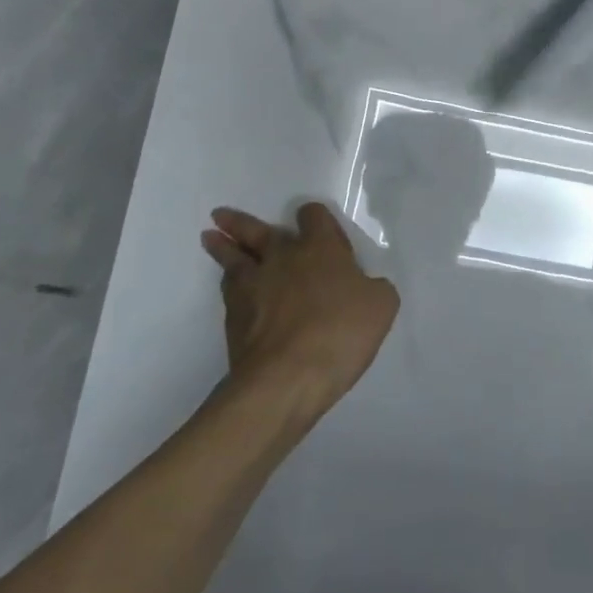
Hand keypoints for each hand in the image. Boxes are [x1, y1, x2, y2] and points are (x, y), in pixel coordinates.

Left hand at [200, 202, 399, 419]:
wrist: (287, 377)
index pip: (314, 216)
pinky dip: (229, 284)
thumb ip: (373, 288)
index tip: (312, 223)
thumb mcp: (381, 306)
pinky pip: (229, 290)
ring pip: (233, 258)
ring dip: (222, 247)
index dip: (314, 217)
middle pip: (257, 231)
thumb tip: (363, 287)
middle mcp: (282, 258)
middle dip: (241, 222)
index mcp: (320, 248)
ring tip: (210, 238)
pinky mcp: (234, 317)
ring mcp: (253, 286)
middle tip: (221, 215)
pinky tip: (229, 286)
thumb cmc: (340, 333)